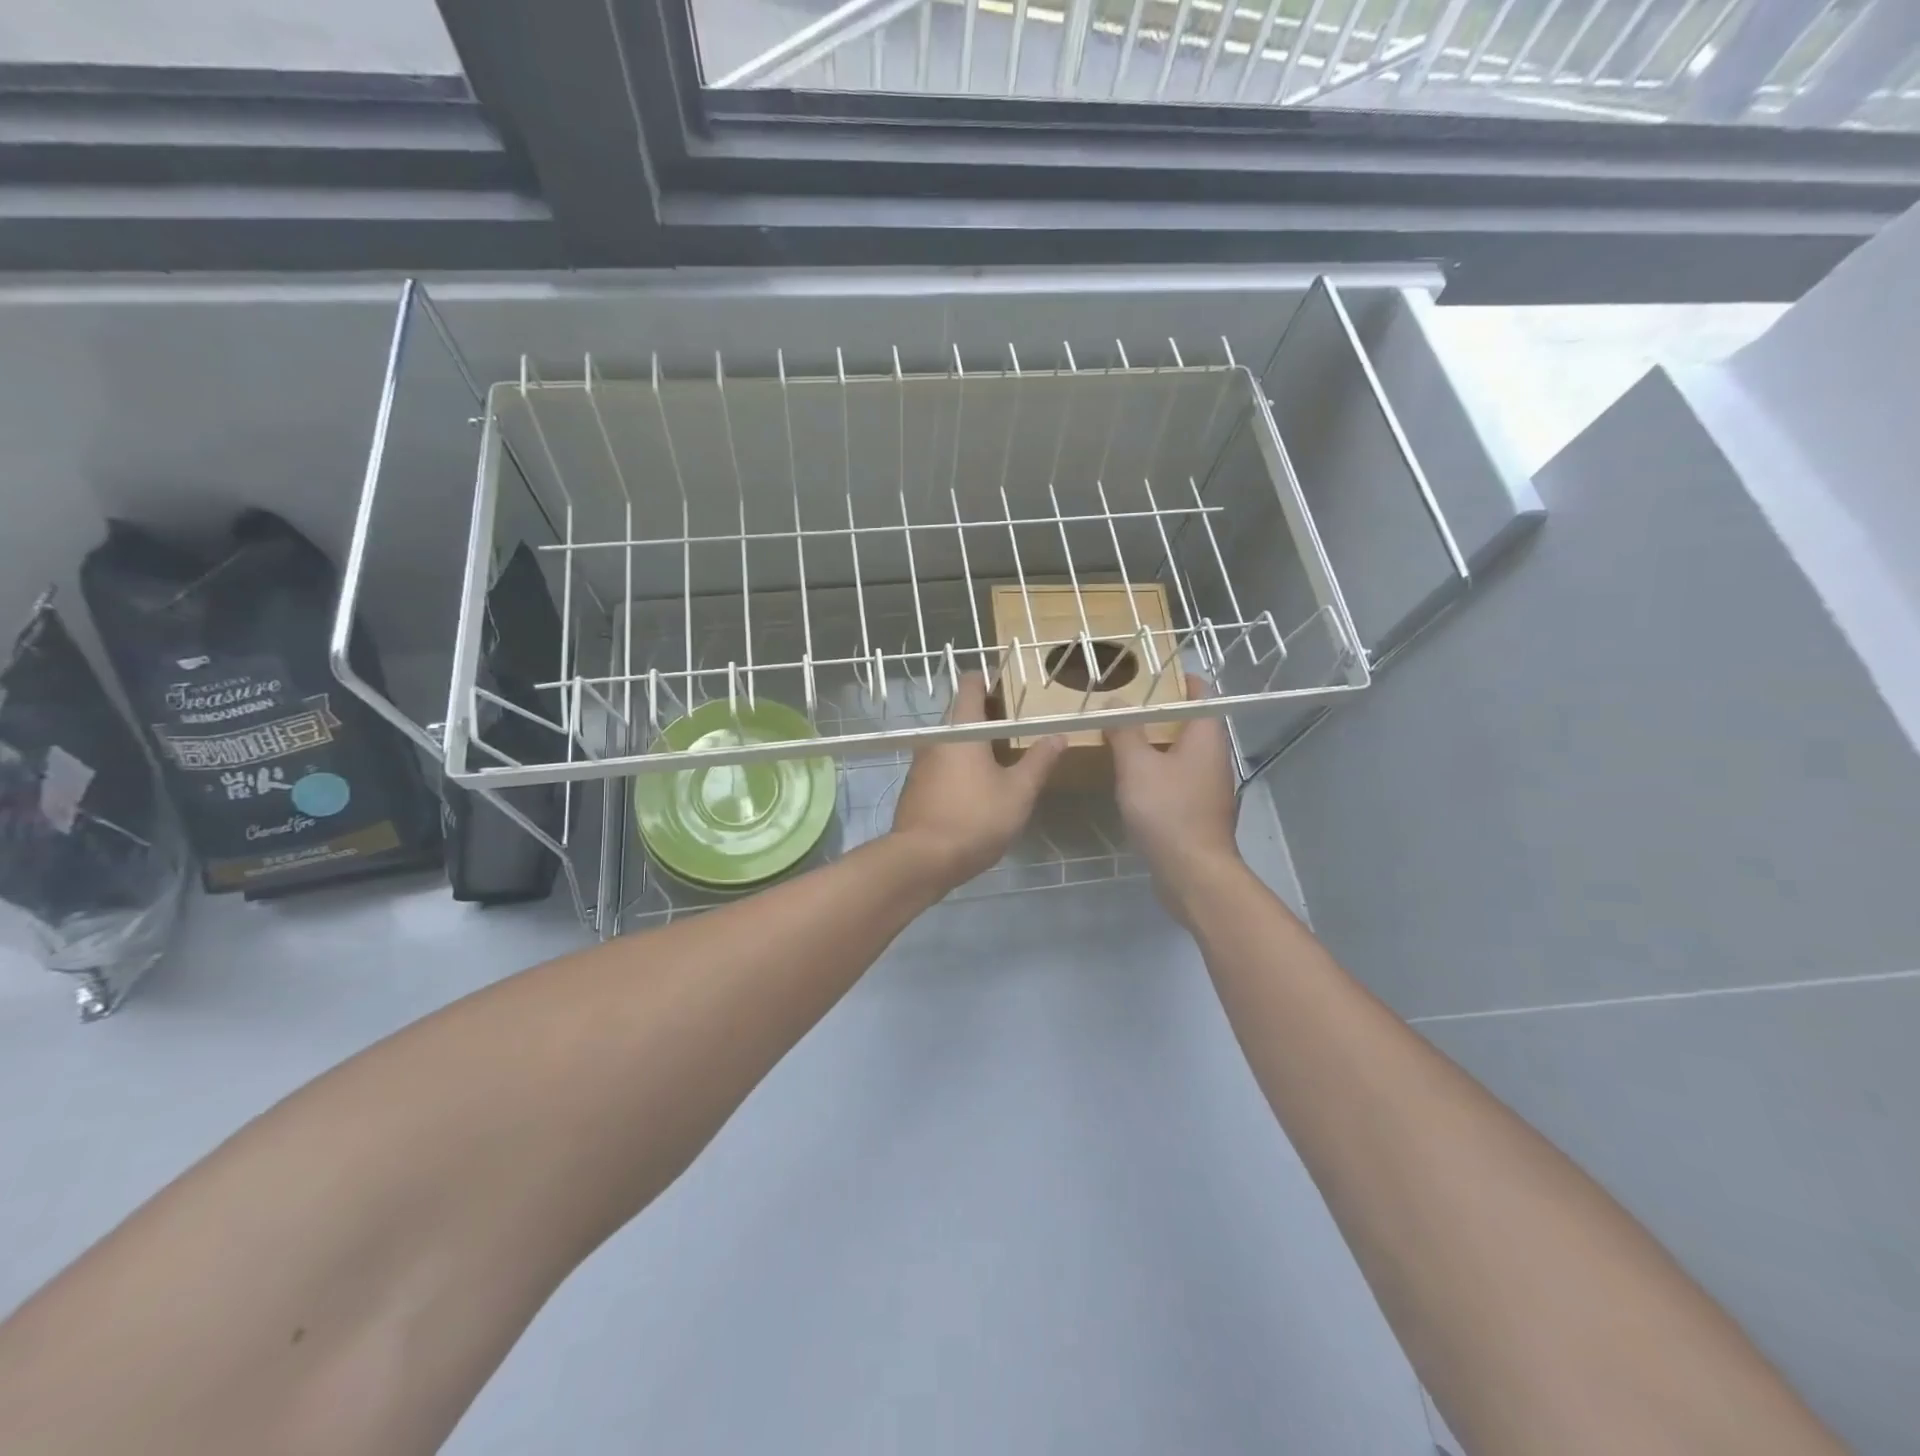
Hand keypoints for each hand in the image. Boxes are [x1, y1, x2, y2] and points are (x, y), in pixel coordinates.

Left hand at [890, 673, 1063, 889]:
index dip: (989, 680)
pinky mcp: (915, 787)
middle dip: (987, 715)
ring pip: (951, 741)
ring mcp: (920, 764)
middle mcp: (936, 739)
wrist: (922, 860)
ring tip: (1002, 757)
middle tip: (1016, 727)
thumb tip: (1059, 735)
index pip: (970, 686)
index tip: (1010, 688)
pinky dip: (960, 765)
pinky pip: (941, 764)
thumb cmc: (975, 818)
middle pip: (961, 714)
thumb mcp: (1018, 792)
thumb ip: (1039, 761)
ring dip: (973, 743)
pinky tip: (977, 786)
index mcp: (961, 730)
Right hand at [1106, 676, 1241, 923]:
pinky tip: (1133, 780)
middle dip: (1160, 713)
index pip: (1201, 694)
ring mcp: (1209, 787)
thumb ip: (1125, 731)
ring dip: (1157, 744)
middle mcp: (1214, 758)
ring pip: (1183, 754)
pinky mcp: (1199, 812)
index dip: (1178, 681)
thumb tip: (1115, 701)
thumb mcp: (1137, 766)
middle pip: (1190, 724)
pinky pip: (1178, 780)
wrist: (1193, 873)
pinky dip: (1158, 772)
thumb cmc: (1168, 811)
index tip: (1151, 674)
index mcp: (1206, 737)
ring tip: (1123, 738)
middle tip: (1125, 706)